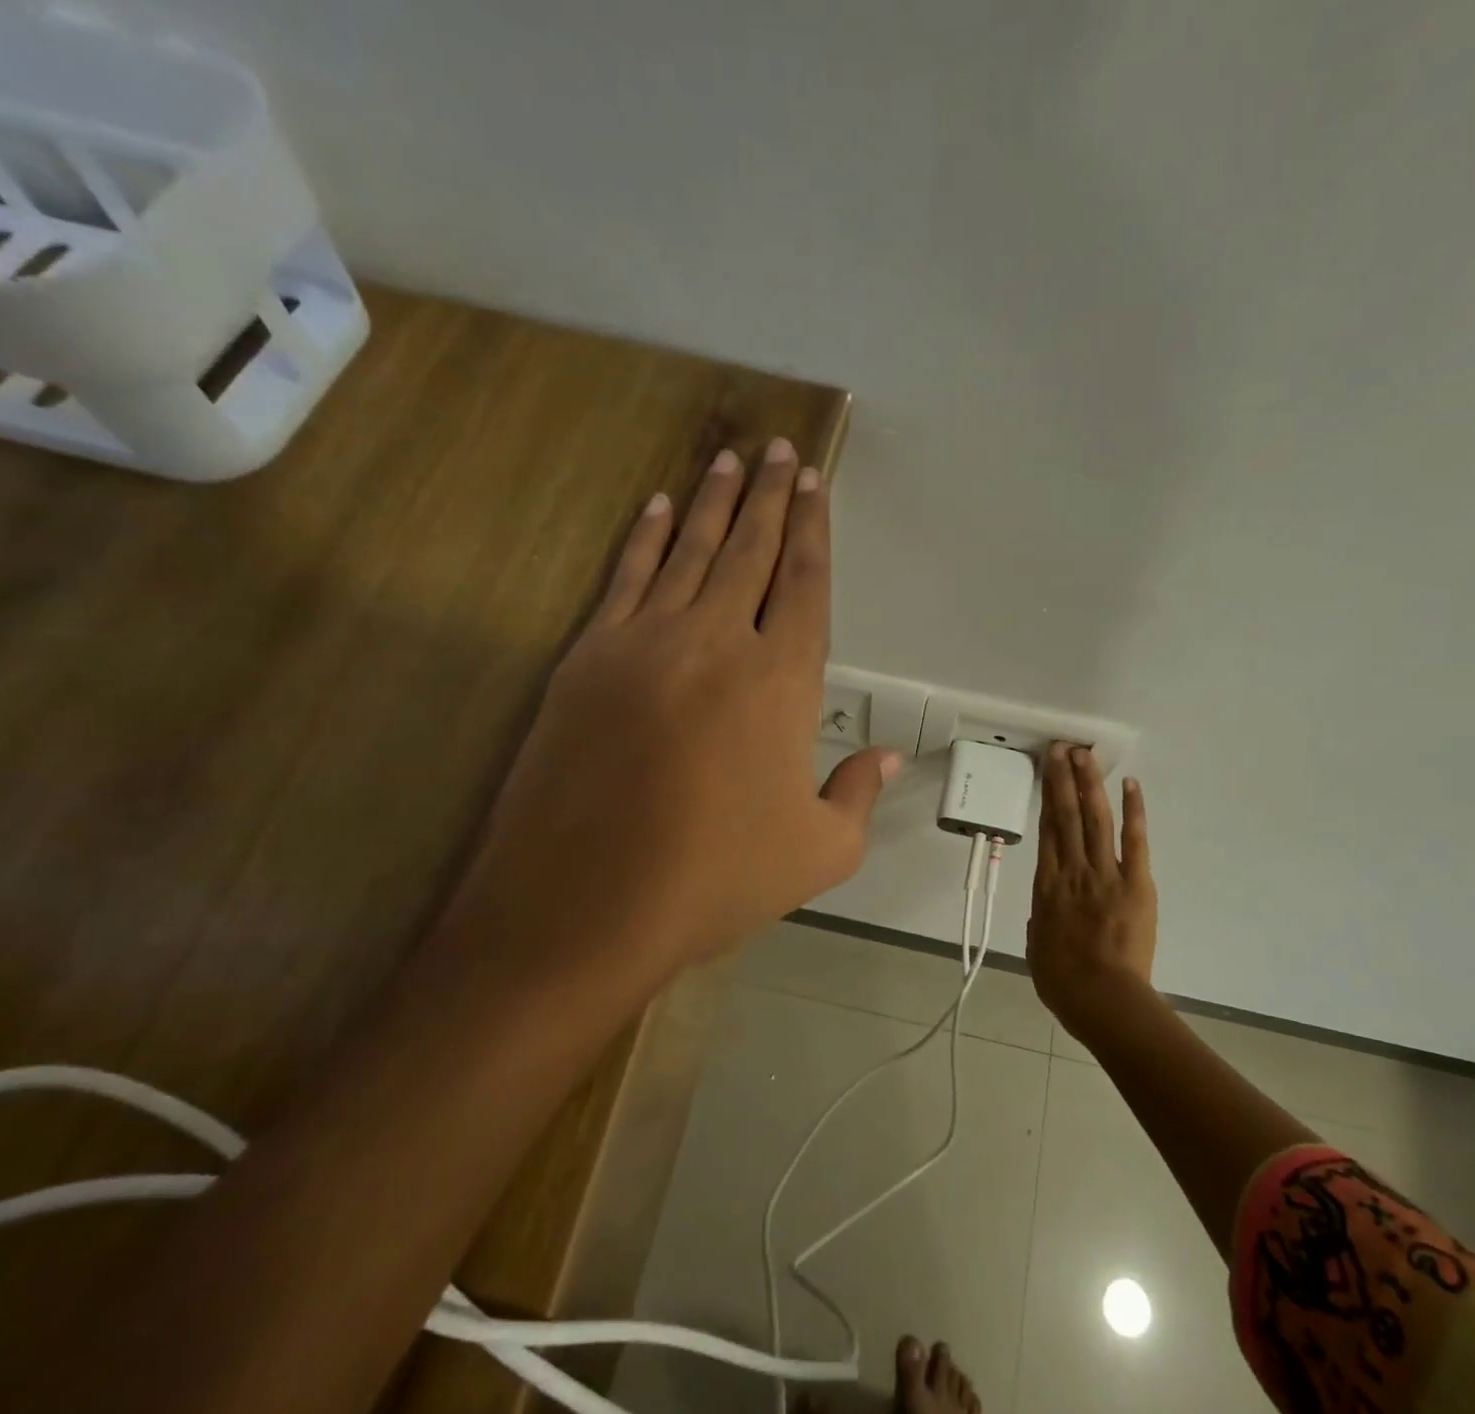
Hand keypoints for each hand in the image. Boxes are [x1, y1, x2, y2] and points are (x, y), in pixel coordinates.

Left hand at [433, 439, 899, 997]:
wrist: (586, 902)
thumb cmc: (717, 878)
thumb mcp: (820, 853)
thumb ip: (858, 795)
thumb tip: (888, 758)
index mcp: (781, 682)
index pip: (805, 585)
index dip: (814, 531)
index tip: (814, 484)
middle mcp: (717, 642)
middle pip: (751, 550)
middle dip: (770, 497)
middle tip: (779, 449)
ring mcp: (646, 643)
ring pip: (690, 551)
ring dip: (714, 502)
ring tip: (730, 459)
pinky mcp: (589, 658)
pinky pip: (626, 579)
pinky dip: (646, 538)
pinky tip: (659, 508)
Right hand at [1026, 744, 1157, 1033]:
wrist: (1102, 998)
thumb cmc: (1063, 981)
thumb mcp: (1037, 949)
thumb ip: (1040, 923)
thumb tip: (1044, 913)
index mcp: (1046, 886)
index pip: (1047, 830)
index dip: (1046, 796)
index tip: (1047, 770)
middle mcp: (1072, 870)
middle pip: (1067, 815)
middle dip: (1064, 778)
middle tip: (1062, 748)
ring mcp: (1105, 873)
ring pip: (1095, 819)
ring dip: (1090, 784)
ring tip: (1085, 755)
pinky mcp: (1136, 883)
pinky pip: (1134, 842)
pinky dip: (1133, 812)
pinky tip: (1130, 786)